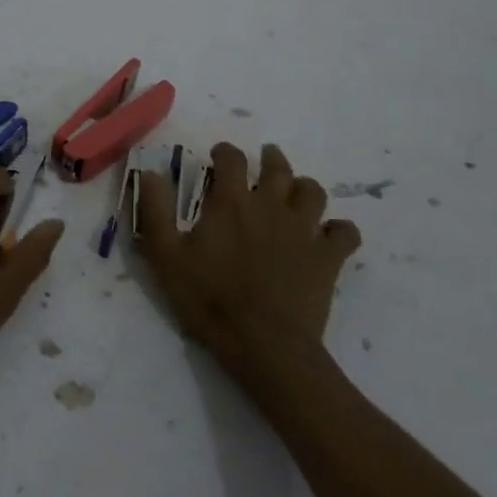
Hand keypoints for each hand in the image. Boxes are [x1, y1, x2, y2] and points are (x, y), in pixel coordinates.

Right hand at [136, 142, 361, 383]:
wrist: (264, 344)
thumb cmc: (209, 299)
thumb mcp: (165, 256)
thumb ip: (156, 211)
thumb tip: (151, 172)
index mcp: (231, 202)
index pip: (232, 159)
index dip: (225, 152)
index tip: (219, 155)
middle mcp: (271, 205)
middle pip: (278, 167)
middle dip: (270, 158)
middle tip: (266, 158)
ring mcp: (304, 230)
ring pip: (313, 192)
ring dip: (303, 187)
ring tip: (295, 193)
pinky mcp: (328, 258)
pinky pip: (345, 232)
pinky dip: (339, 229)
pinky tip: (329, 235)